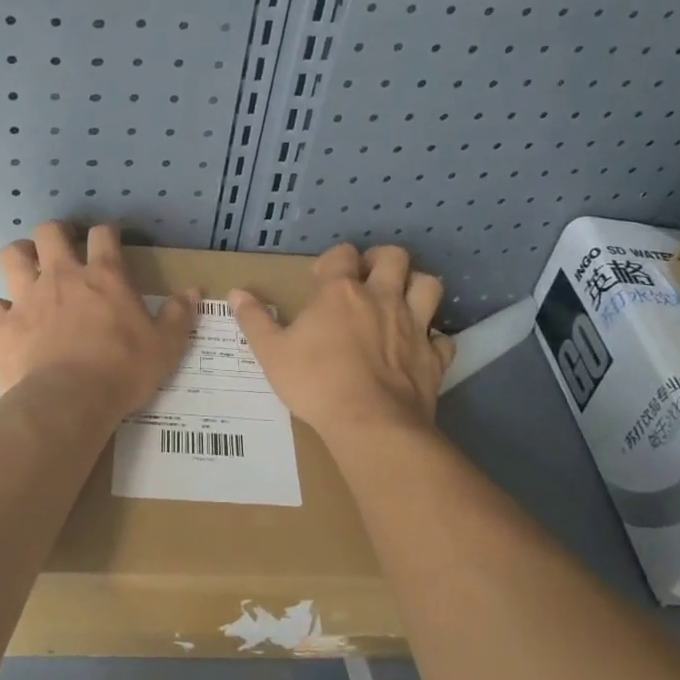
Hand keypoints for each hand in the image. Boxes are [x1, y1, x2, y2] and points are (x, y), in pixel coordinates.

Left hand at [0, 222, 198, 419]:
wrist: (68, 402)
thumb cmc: (121, 371)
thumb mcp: (165, 346)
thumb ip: (179, 316)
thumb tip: (193, 292)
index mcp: (103, 277)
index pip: (103, 235)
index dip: (106, 232)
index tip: (109, 239)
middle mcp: (62, 277)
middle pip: (49, 232)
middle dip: (55, 233)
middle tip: (63, 248)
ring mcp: (28, 298)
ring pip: (12, 256)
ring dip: (20, 256)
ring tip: (28, 268)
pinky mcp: (4, 326)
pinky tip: (6, 318)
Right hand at [230, 243, 452, 442]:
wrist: (370, 424)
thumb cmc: (316, 383)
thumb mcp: (271, 353)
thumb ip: (254, 320)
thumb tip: (236, 293)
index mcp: (341, 292)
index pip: (342, 254)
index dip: (333, 260)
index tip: (322, 279)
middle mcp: (382, 298)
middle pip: (395, 257)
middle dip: (382, 260)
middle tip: (367, 279)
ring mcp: (414, 326)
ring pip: (429, 285)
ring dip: (416, 287)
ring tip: (400, 302)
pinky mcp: (434, 357)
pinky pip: (443, 337)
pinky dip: (433, 338)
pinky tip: (420, 348)